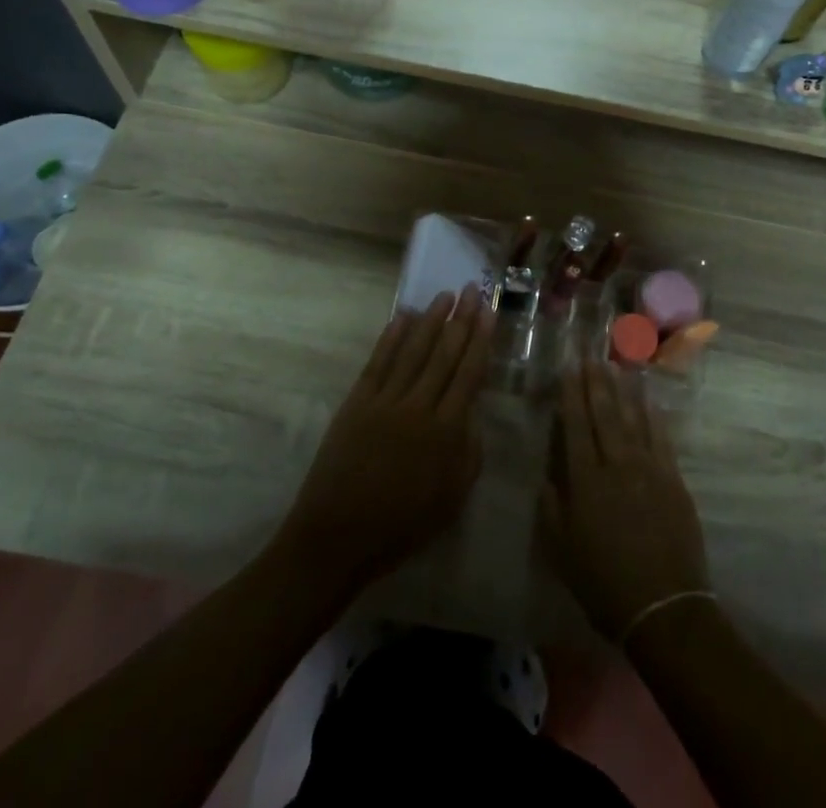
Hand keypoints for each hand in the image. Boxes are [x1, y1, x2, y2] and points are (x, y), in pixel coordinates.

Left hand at [276, 285, 493, 592]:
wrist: (337, 537)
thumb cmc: (400, 526)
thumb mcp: (451, 499)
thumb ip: (469, 453)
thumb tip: (473, 413)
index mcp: (446, 433)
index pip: (469, 374)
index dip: (480, 339)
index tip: (488, 311)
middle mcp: (419, 407)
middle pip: (444, 354)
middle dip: (461, 319)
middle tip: (471, 289)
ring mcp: (385, 401)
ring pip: (413, 351)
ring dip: (431, 320)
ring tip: (444, 295)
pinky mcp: (357, 402)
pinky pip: (379, 362)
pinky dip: (392, 337)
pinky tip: (404, 317)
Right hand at [538, 358, 709, 640]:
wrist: (664, 608)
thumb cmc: (605, 583)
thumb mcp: (563, 552)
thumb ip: (552, 509)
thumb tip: (545, 474)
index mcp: (585, 481)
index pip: (576, 425)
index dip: (571, 394)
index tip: (568, 367)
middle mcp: (616, 465)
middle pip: (604, 413)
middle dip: (595, 381)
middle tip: (590, 354)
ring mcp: (648, 469)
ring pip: (633, 418)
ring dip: (623, 390)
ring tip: (616, 365)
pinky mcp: (673, 479)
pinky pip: (661, 437)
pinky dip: (653, 415)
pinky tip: (648, 398)